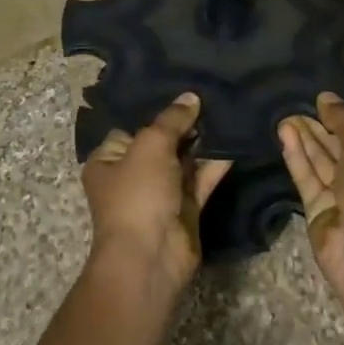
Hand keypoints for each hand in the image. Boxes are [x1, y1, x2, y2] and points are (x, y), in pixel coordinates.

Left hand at [82, 93, 231, 289]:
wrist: (151, 256)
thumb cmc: (138, 194)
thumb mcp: (150, 146)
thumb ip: (172, 120)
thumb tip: (191, 97)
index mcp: (108, 160)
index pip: (132, 126)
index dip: (156, 109)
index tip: (183, 88)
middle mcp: (132, 175)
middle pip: (161, 142)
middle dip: (185, 124)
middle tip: (213, 95)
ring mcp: (160, 194)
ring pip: (184, 161)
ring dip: (203, 142)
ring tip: (228, 112)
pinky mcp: (185, 209)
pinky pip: (201, 180)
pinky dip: (216, 164)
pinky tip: (235, 142)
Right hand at [279, 93, 343, 303]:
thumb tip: (326, 97)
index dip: (343, 114)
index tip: (319, 97)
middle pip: (338, 145)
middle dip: (319, 125)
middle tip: (293, 102)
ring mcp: (340, 194)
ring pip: (319, 160)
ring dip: (304, 138)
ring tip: (283, 114)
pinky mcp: (317, 209)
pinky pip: (306, 178)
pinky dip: (296, 156)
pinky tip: (283, 135)